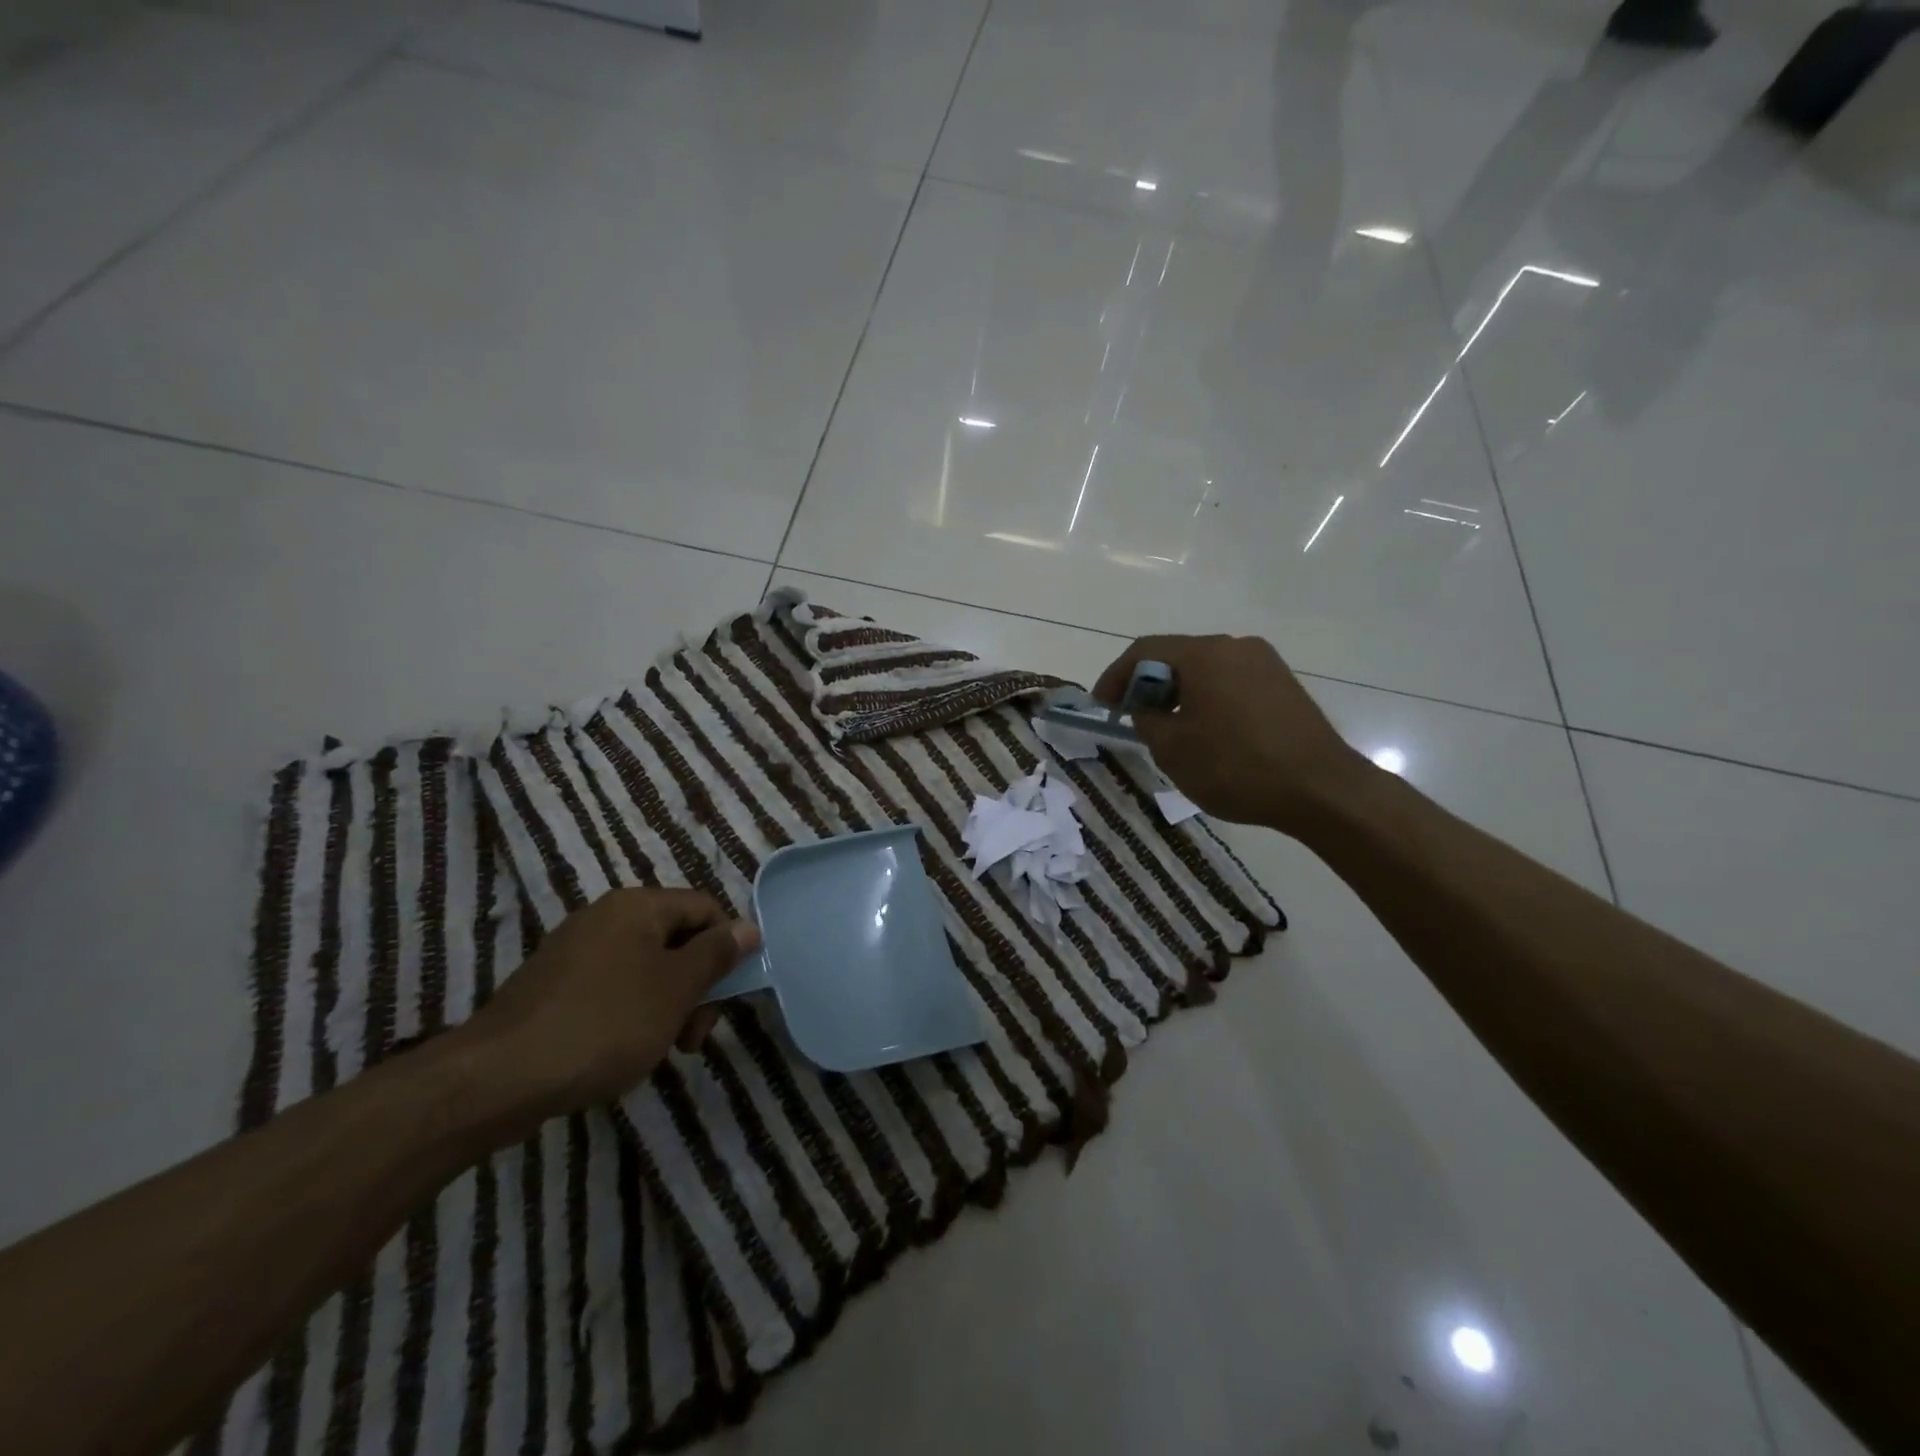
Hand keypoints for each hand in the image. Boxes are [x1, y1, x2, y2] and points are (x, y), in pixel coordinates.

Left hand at [453, 888, 759, 1127]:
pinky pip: (612, 987)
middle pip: (676, 939)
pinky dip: (631, 1014)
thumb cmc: (604, 1024)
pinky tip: (624, 1051)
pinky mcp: (553, 986)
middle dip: (696, 985)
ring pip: (646, 968)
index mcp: (638, 906)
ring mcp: (575, 951)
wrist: (497, 1078)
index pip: (705, 909)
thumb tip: (749, 927)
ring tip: (661, 1049)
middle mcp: (606, 916)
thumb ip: (717, 954)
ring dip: (667, 1004)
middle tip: (693, 1036)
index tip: (726, 999)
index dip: (727, 948)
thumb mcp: (676, 989)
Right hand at [1093, 634, 1368, 834]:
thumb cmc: (1236, 767)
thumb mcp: (1173, 749)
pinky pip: (1231, 682)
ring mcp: (1265, 663)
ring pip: (1205, 669)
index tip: (1102, 706)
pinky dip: (1208, 699)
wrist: (1321, 789)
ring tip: (1168, 728)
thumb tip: (1146, 709)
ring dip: (1178, 693)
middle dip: (1147, 685)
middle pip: (1177, 655)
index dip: (1115, 676)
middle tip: (1131, 718)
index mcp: (1204, 654)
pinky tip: (1206, 731)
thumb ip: (1146, 720)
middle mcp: (1235, 646)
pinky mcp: (1284, 684)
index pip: (1144, 651)